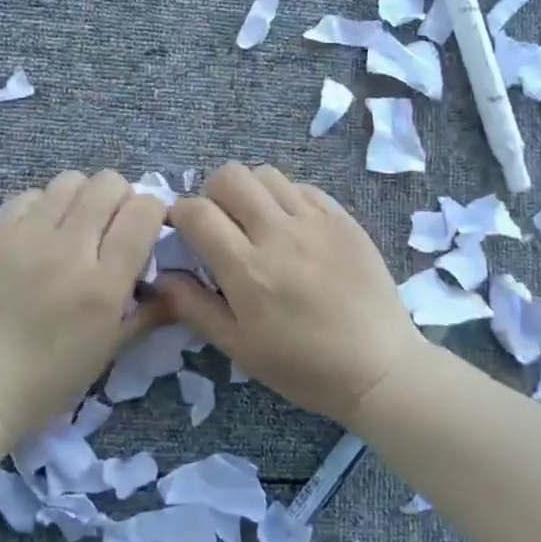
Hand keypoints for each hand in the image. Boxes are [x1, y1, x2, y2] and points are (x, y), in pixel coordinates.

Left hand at [0, 170, 165, 438]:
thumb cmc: (49, 379)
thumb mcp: (110, 351)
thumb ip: (149, 313)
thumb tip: (176, 286)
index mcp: (105, 283)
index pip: (144, 211)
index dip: (153, 211)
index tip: (147, 228)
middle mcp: (70, 248)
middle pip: (109, 184)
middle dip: (121, 197)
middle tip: (112, 224)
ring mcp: (28, 236)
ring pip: (70, 180)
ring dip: (83, 196)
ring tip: (75, 223)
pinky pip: (30, 195)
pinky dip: (44, 205)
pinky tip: (40, 231)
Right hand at [156, 163, 424, 424]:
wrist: (379, 367)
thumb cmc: (303, 366)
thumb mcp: (240, 348)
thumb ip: (194, 307)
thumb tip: (161, 276)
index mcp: (248, 269)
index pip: (197, 212)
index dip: (179, 213)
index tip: (182, 228)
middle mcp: (279, 234)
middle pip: (230, 176)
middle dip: (212, 192)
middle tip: (219, 221)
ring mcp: (315, 221)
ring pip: (266, 174)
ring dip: (249, 190)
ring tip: (254, 219)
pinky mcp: (343, 218)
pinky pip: (303, 187)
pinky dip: (285, 197)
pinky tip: (290, 225)